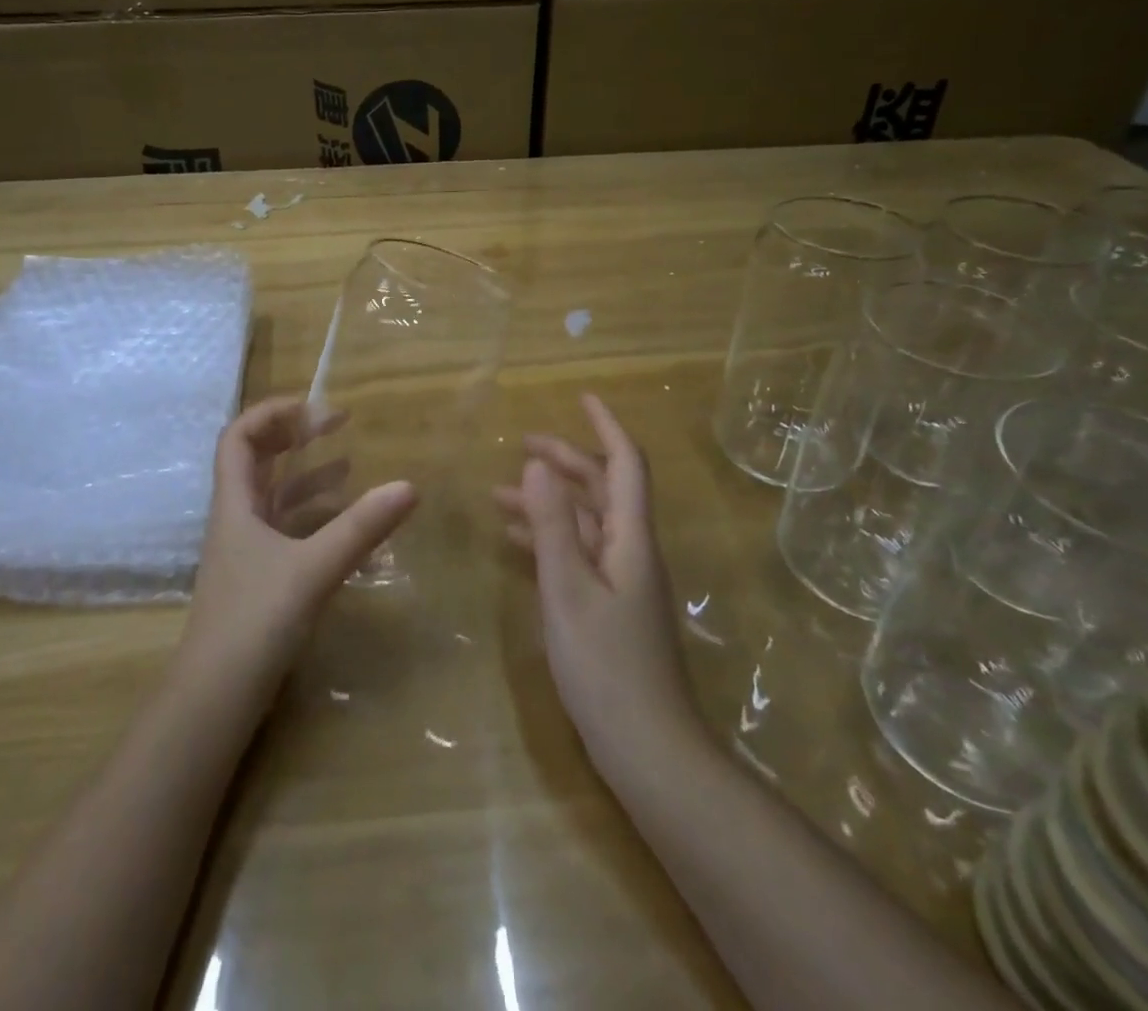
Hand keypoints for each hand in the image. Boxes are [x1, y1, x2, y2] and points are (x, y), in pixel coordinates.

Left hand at [179, 397, 417, 691]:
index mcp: (235, 503)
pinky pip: (288, 531)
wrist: (216, 699)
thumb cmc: (254, 621)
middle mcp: (237, 519)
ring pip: (275, 497)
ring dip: (308, 475)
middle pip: (257, 460)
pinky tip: (347, 524)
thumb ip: (361, 528)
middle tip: (336, 425)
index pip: (239, 436)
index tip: (315, 408)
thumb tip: (410, 485)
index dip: (272, 412)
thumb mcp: (313, 569)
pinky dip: (315, 517)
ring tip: (350, 464)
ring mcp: (248, 551)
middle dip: (294, 436)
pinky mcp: (261, 579)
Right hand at [495, 395, 701, 768]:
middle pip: (602, 489)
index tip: (581, 398)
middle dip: (565, 461)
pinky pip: (578, 555)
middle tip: (521, 444)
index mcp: (630, 539)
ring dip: (548, 502)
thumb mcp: (568, 589)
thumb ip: (552, 526)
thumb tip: (537, 464)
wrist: (648, 749)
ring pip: (585, 523)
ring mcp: (621, 581)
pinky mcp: (609, 607)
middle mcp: (630, 551)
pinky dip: (549, 539)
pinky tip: (515, 542)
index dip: (605, 427)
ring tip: (499, 493)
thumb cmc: (606, 665)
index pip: (624, 465)